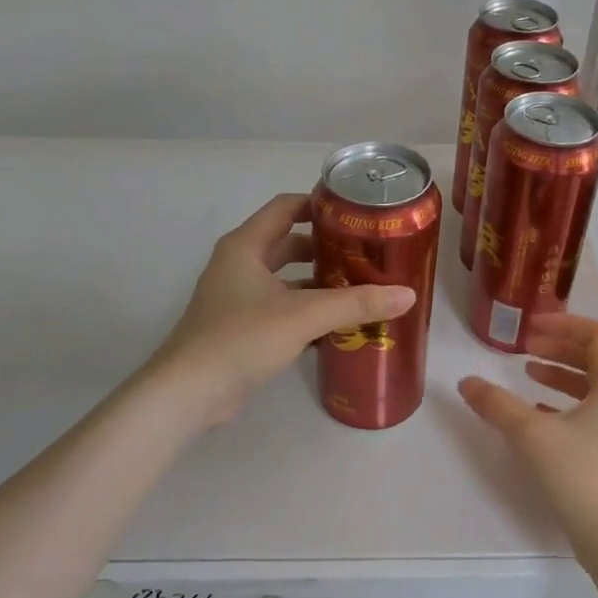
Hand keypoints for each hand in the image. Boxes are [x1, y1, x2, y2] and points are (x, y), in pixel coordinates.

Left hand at [150, 193, 415, 428]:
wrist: (189, 393)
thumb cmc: (241, 338)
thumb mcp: (303, 315)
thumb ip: (355, 304)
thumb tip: (407, 294)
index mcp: (246, 246)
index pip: (286, 207)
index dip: (319, 204)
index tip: (356, 212)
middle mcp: (239, 265)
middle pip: (288, 243)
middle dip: (326, 247)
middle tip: (366, 253)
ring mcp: (238, 298)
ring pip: (286, 279)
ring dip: (318, 282)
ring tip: (360, 288)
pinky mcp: (241, 328)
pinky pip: (281, 308)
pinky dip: (306, 310)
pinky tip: (337, 325)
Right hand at [458, 315, 597, 562]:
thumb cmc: (580, 475)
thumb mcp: (531, 434)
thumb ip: (497, 404)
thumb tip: (465, 382)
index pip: (597, 334)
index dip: (563, 323)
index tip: (530, 327)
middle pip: (595, 357)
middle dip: (559, 346)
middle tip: (524, 347)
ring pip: (592, 386)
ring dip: (560, 375)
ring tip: (528, 375)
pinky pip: (590, 413)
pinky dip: (563, 404)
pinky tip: (537, 414)